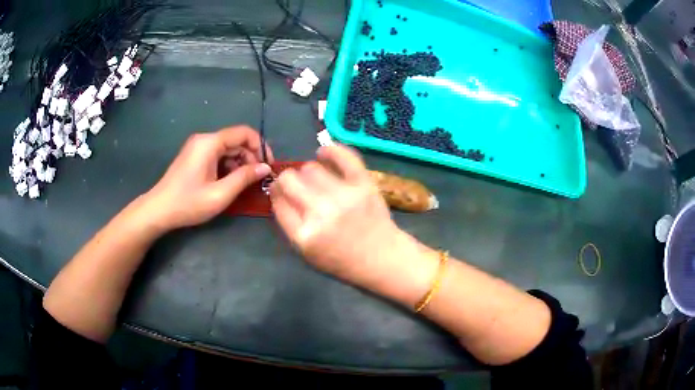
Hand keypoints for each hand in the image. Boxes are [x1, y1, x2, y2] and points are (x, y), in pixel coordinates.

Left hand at [142, 126, 272, 231]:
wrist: (159, 210)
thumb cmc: (189, 203)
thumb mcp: (220, 194)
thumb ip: (244, 178)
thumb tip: (265, 167)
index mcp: (210, 143)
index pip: (244, 132)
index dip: (260, 146)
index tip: (268, 166)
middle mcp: (204, 139)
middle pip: (236, 140)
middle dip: (250, 157)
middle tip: (258, 179)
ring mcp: (198, 147)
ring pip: (227, 148)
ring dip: (240, 163)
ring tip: (245, 183)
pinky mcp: (194, 156)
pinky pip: (217, 155)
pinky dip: (228, 166)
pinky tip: (230, 182)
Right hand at [270, 145, 405, 285]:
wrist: (382, 258)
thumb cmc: (343, 260)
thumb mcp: (307, 253)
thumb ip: (290, 225)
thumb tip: (280, 193)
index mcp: (304, 234)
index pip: (278, 201)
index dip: (276, 192)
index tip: (280, 190)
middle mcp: (320, 212)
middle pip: (289, 180)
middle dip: (286, 180)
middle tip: (294, 183)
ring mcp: (343, 196)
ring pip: (311, 168)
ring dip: (307, 171)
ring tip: (314, 178)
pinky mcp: (363, 184)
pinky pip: (344, 157)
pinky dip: (331, 151)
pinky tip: (323, 153)